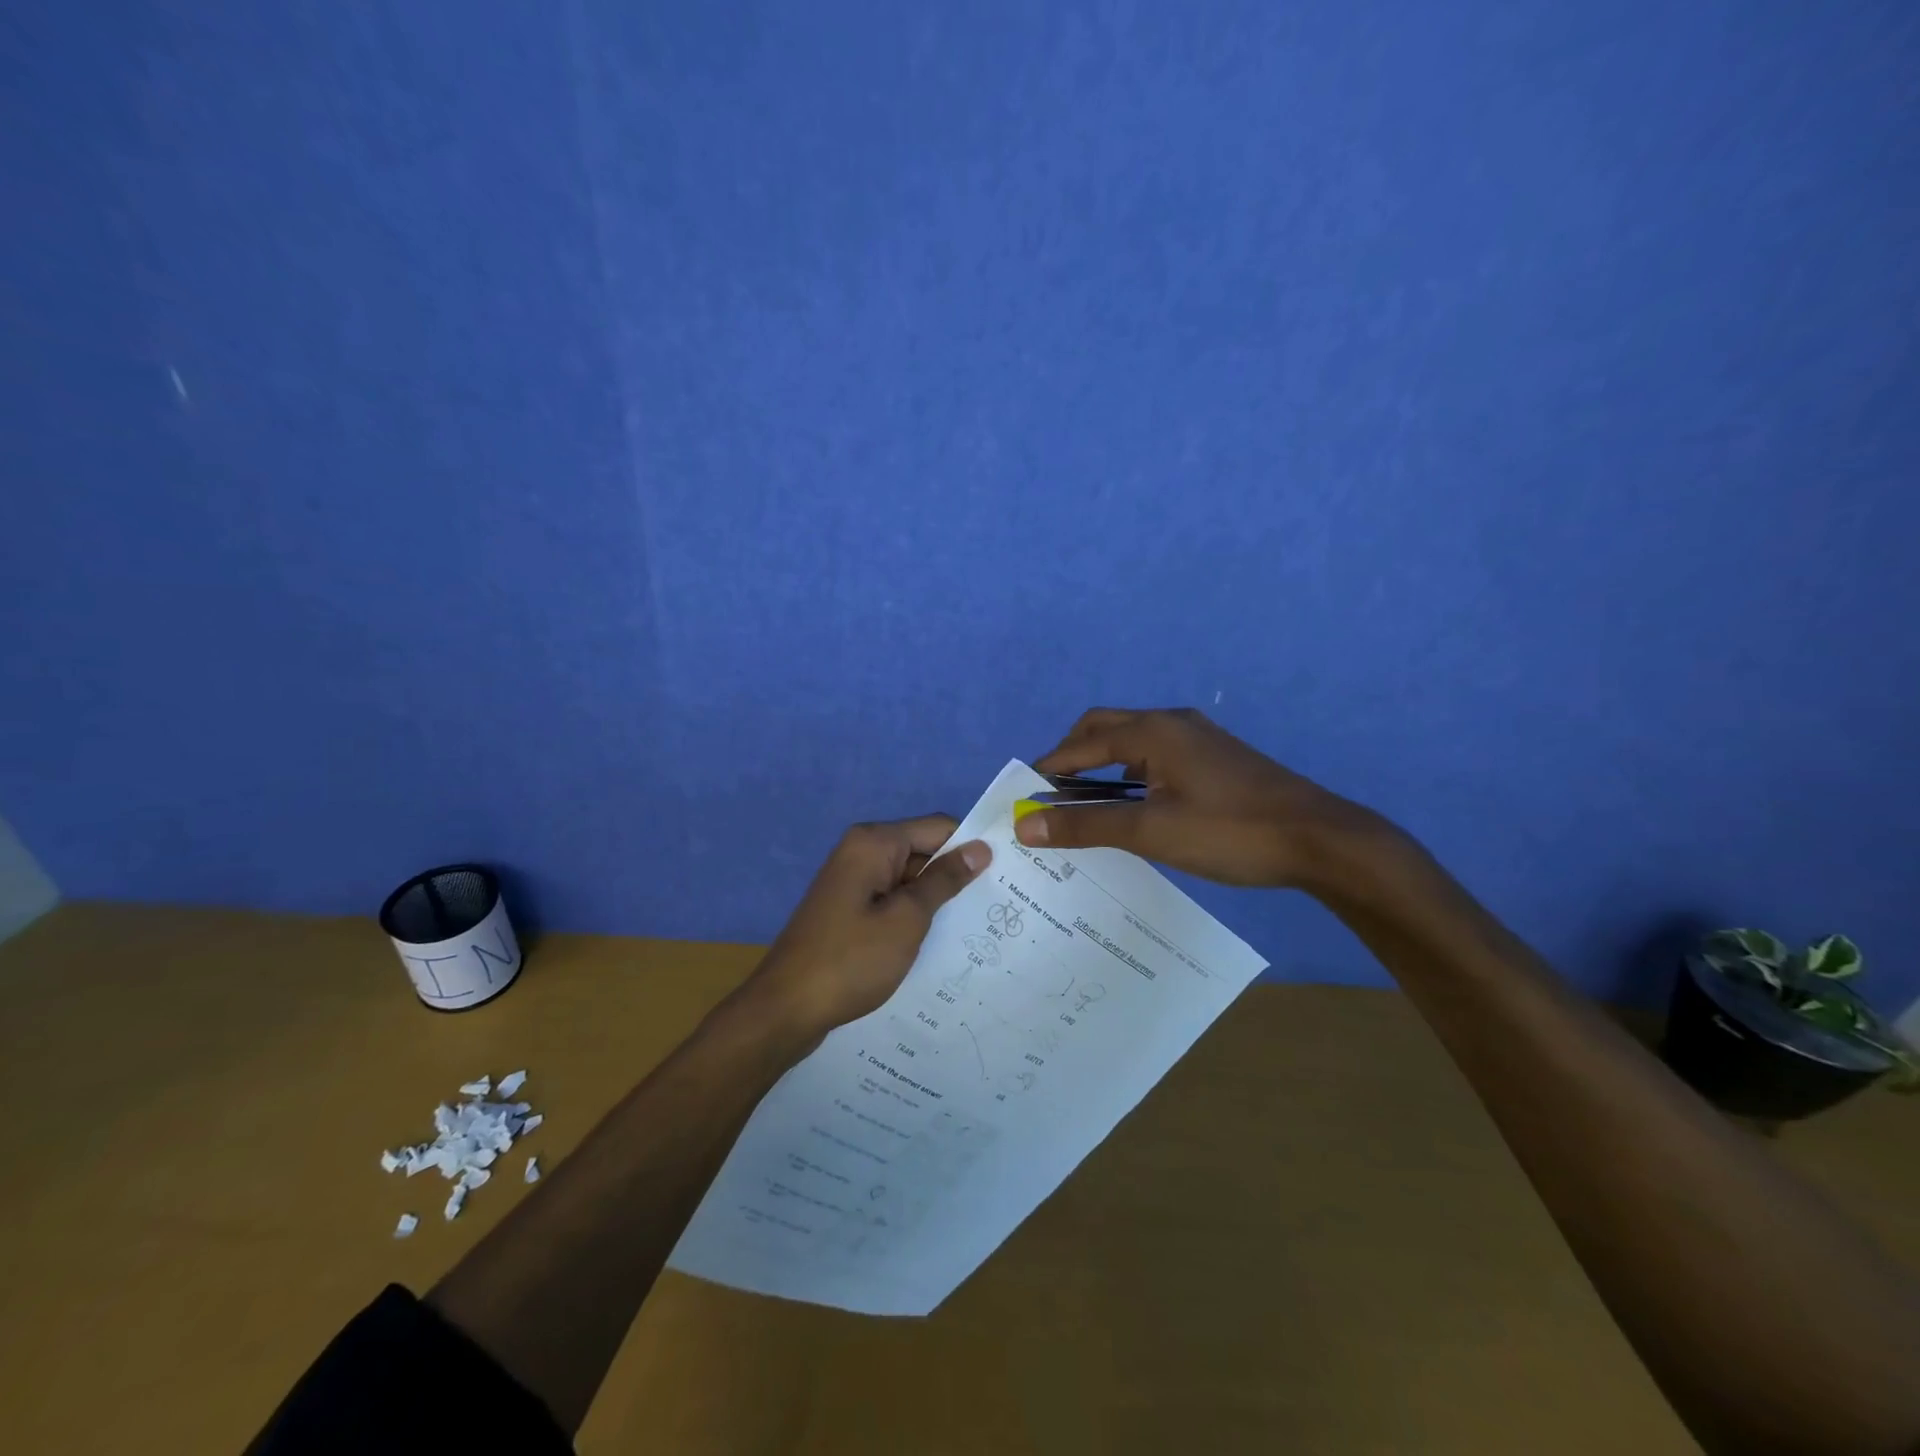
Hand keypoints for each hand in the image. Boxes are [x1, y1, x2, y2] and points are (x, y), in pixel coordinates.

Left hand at [746, 816, 991, 1036]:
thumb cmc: (851, 960)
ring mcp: (853, 881)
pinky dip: (914, 914)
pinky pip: (892, 898)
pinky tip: (938, 940)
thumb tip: (981, 848)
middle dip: (955, 875)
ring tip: (977, 927)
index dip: (971, 847)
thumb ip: (945, 880)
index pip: (938, 827)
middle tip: (998, 907)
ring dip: (936, 899)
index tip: (1006, 874)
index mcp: (874, 842)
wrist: (786, 1009)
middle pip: (924, 850)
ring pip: (909, 878)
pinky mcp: (849, 908)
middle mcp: (861, 851)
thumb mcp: (907, 919)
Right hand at [1015, 707, 1389, 890]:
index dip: (1050, 768)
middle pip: (1105, 728)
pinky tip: (1136, 804)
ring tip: (1087, 802)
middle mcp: (1173, 723)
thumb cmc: (1230, 832)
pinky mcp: (1217, 758)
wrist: (1321, 840)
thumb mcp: (1151, 832)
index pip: (1083, 743)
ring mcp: (1199, 739)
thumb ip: (1086, 825)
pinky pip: (1158, 754)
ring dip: (1103, 763)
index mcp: (1153, 732)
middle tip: (1053, 795)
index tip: (1024, 794)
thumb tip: (1025, 826)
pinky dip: (1131, 771)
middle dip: (1073, 756)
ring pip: (1134, 740)